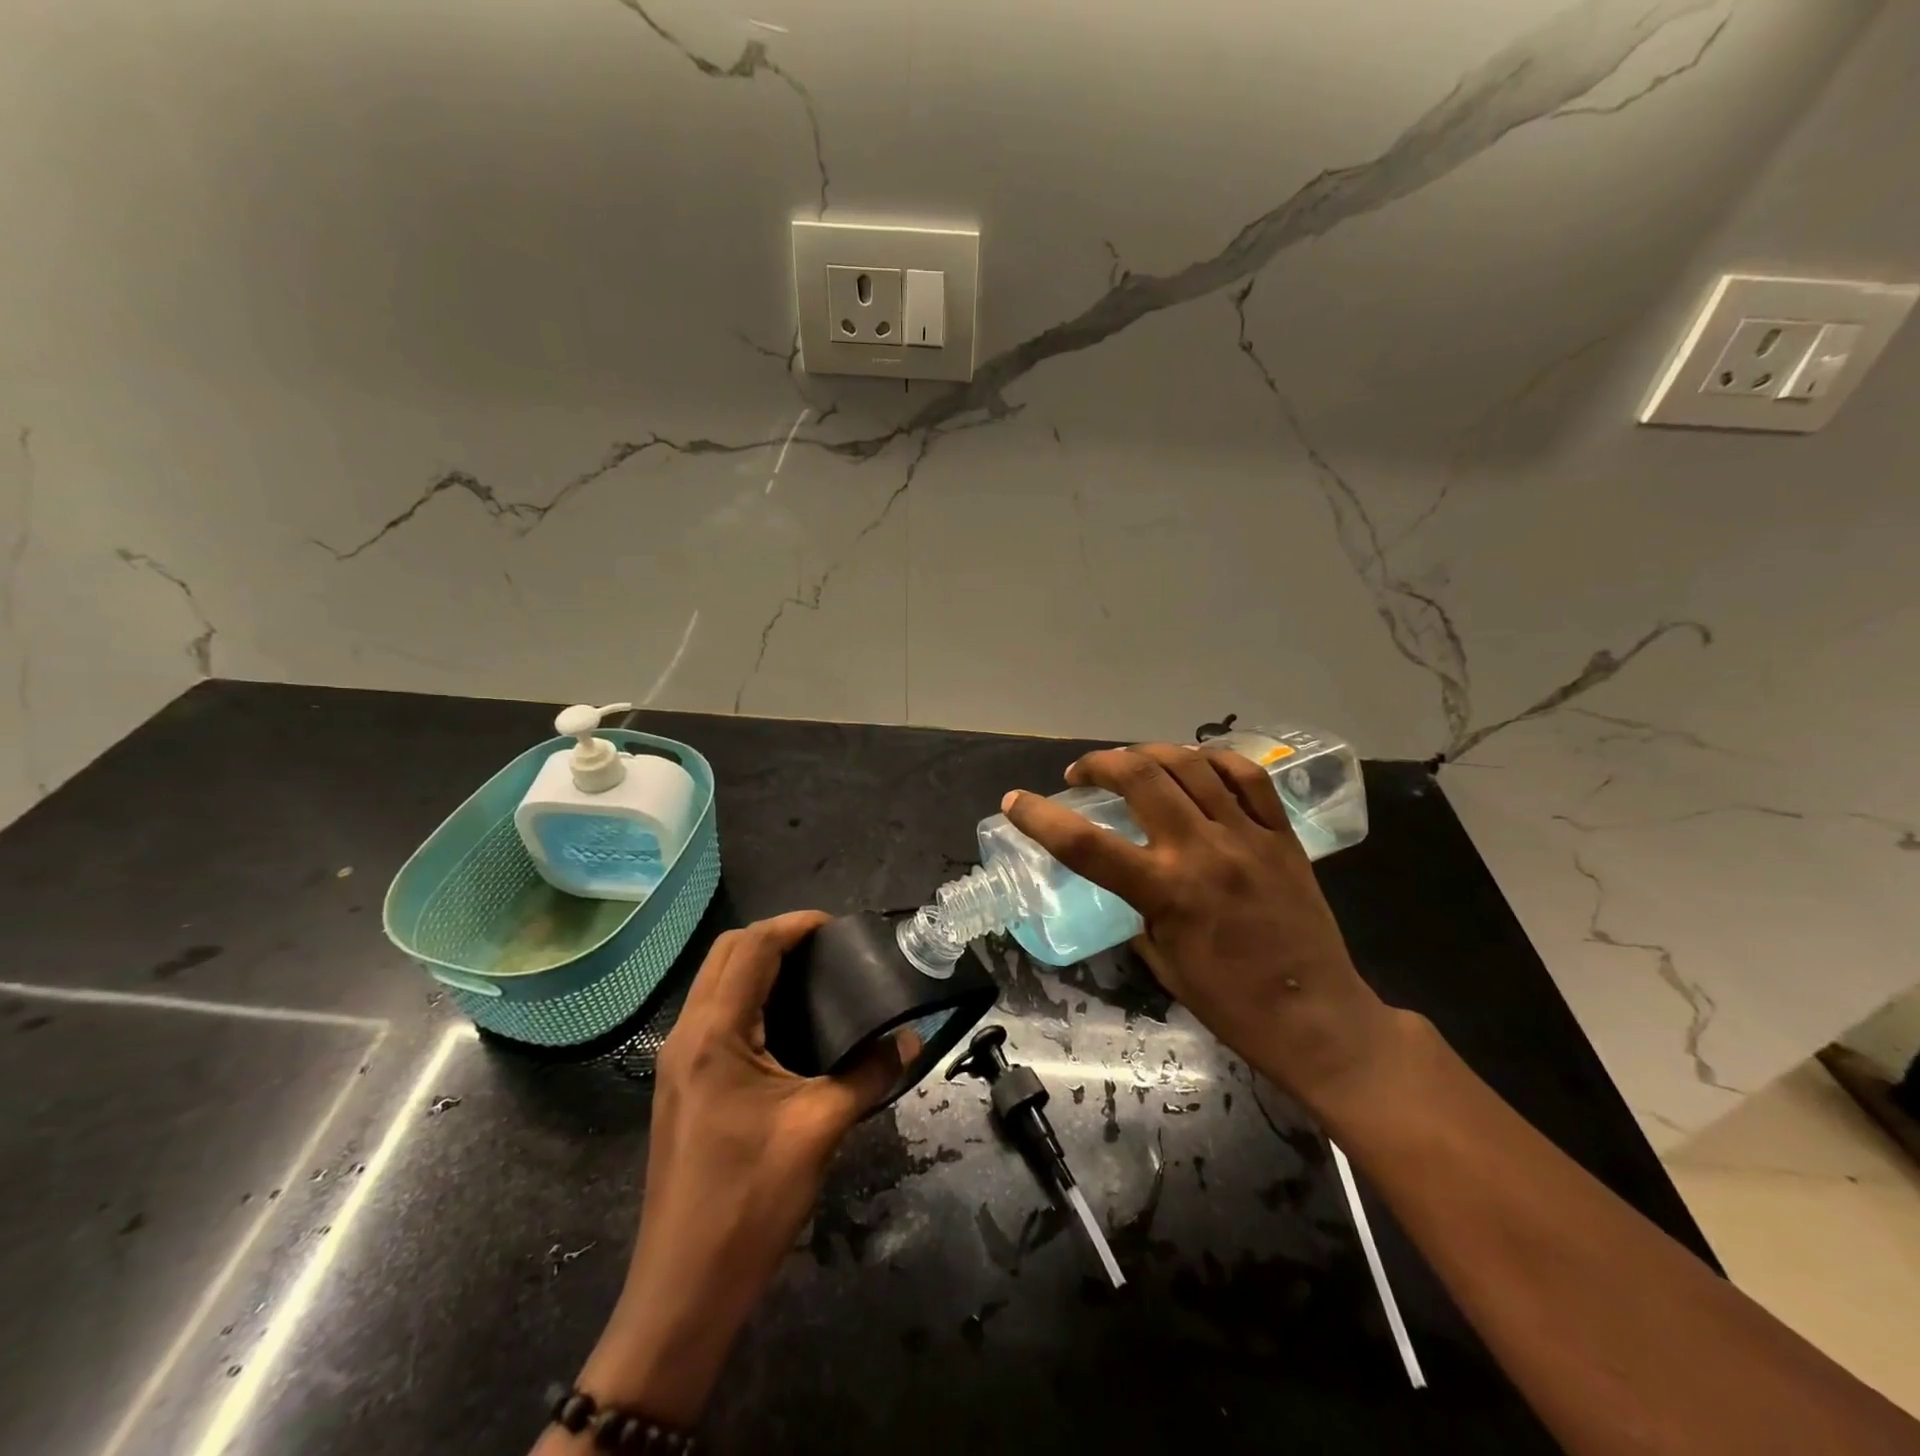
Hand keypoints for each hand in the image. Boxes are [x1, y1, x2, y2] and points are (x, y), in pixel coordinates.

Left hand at [570, 912, 916, 1429]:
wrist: (684, 1289)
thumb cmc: (750, 1200)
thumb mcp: (820, 1128)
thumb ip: (869, 1075)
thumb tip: (910, 1040)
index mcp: (714, 1033)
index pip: (751, 948)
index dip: (794, 925)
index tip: (837, 926)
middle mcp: (687, 1034)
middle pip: (725, 954)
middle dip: (774, 937)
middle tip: (825, 947)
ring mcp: (677, 1062)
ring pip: (714, 983)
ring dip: (757, 965)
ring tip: (812, 975)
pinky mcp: (681, 1085)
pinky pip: (713, 1015)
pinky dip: (747, 997)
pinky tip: (786, 1023)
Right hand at [1003, 745, 1395, 1113]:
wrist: (1318, 1019)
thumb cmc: (1231, 1004)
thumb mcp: (1163, 962)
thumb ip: (1139, 911)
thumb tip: (1129, 882)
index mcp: (1165, 891)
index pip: (1085, 844)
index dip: (1040, 818)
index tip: (1015, 802)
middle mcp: (1202, 851)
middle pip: (1141, 777)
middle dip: (1100, 763)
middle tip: (1083, 773)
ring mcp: (1247, 836)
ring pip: (1192, 765)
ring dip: (1150, 753)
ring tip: (1133, 761)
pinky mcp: (1283, 836)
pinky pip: (1249, 777)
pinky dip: (1215, 759)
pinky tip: (1197, 763)